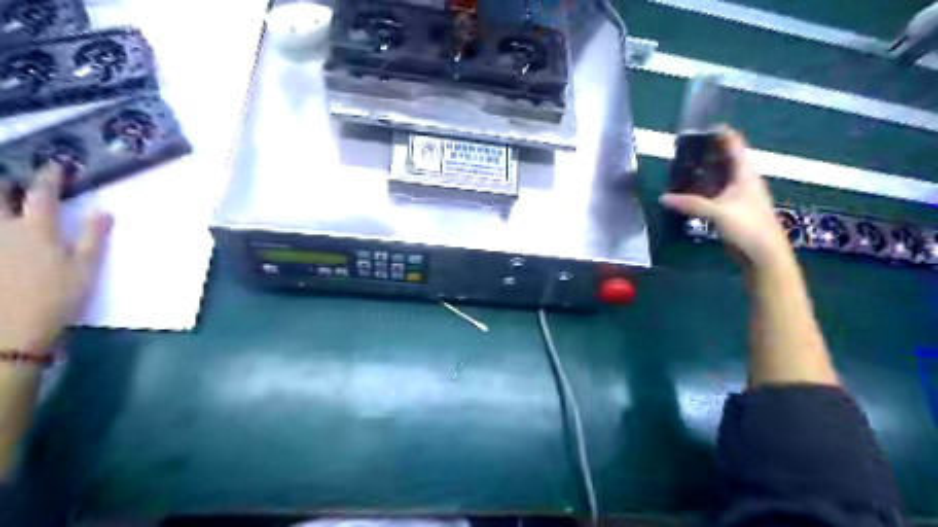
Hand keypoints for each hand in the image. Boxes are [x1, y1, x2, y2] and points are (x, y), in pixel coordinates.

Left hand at [0, 167, 110, 351]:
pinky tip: (3, 233)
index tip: (55, 165)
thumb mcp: (86, 268)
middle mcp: (2, 228)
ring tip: (2, 199)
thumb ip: (92, 237)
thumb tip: (103, 211)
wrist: (9, 329)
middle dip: (3, 181)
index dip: (49, 177)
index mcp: (36, 229)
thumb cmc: (56, 297)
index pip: (42, 194)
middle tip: (11, 176)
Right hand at [658, 128, 790, 266]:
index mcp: (744, 173)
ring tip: (677, 168)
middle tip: (680, 150)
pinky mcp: (729, 209)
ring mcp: (735, 195)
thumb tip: (663, 198)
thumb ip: (690, 204)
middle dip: (703, 153)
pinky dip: (699, 190)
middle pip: (722, 159)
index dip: (718, 133)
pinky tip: (684, 192)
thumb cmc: (747, 227)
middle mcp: (741, 180)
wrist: (763, 254)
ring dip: (699, 173)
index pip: (732, 144)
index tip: (696, 128)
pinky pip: (712, 193)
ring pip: (716, 177)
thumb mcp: (717, 212)